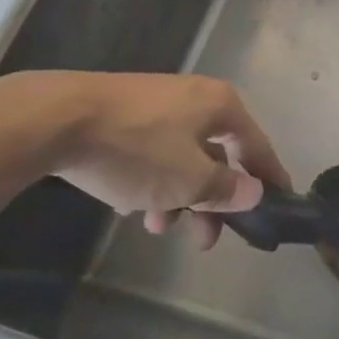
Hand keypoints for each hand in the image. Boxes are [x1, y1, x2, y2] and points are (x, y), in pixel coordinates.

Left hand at [0, 72, 290, 248]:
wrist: (57, 119)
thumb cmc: (137, 150)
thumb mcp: (188, 180)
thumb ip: (225, 188)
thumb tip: (254, 191)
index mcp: (221, 105)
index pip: (257, 145)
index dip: (269, 177)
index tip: (280, 203)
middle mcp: (196, 98)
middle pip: (217, 155)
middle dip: (211, 201)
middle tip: (205, 241)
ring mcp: (158, 103)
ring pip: (182, 156)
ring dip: (177, 196)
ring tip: (157, 227)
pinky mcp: (125, 112)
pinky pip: (153, 150)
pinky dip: (152, 179)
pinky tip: (130, 203)